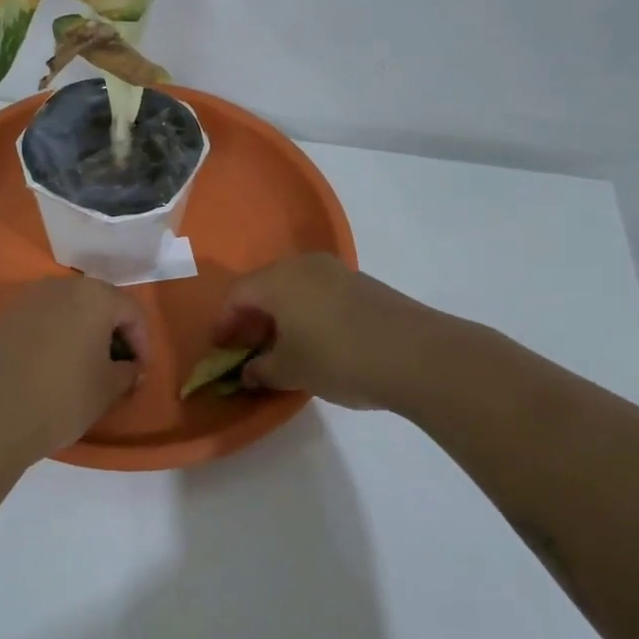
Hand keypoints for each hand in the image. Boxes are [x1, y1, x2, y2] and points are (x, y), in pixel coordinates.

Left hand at [0, 275, 147, 456]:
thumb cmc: (62, 397)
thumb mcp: (108, 388)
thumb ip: (128, 372)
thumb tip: (130, 368)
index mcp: (94, 295)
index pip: (132, 312)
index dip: (143, 344)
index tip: (140, 374)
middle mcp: (62, 286)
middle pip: (100, 304)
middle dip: (114, 334)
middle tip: (118, 369)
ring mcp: (29, 300)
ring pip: (70, 311)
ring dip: (85, 334)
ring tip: (87, 369)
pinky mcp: (5, 318)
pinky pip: (44, 321)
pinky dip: (58, 338)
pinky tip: (56, 368)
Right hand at [214, 254, 436, 409]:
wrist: (416, 355)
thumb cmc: (337, 357)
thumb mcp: (291, 371)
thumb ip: (261, 370)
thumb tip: (248, 372)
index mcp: (278, 280)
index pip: (237, 295)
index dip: (224, 322)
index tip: (222, 349)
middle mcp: (304, 266)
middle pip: (265, 287)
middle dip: (252, 318)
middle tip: (248, 349)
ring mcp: (337, 272)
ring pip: (295, 289)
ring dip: (281, 316)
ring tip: (283, 349)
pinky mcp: (364, 285)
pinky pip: (321, 295)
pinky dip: (308, 314)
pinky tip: (317, 343)